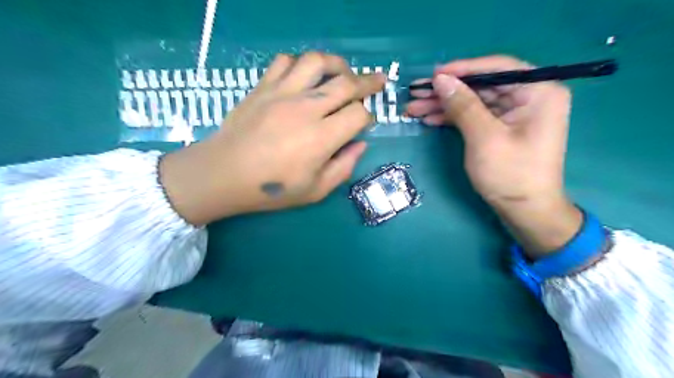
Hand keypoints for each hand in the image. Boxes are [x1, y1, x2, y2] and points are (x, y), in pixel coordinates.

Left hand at [157, 51, 383, 224]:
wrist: (223, 174)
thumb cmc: (271, 189)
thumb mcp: (316, 191)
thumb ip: (344, 167)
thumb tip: (360, 144)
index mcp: (321, 138)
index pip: (358, 114)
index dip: (367, 117)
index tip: (364, 124)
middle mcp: (306, 109)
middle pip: (346, 83)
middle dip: (368, 82)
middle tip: (378, 81)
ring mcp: (282, 93)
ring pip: (317, 62)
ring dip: (337, 64)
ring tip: (344, 71)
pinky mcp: (263, 87)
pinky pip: (285, 61)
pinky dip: (300, 64)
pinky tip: (305, 76)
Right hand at [405, 54, 585, 255]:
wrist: (525, 210)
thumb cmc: (510, 174)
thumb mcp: (484, 138)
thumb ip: (463, 105)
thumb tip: (440, 79)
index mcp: (538, 91)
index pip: (497, 68)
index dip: (462, 69)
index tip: (433, 75)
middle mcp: (529, 96)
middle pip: (481, 85)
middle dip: (447, 91)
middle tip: (416, 94)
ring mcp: (515, 113)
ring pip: (474, 101)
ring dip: (445, 105)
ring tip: (415, 108)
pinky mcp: (503, 127)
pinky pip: (475, 115)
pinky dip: (453, 117)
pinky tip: (431, 118)